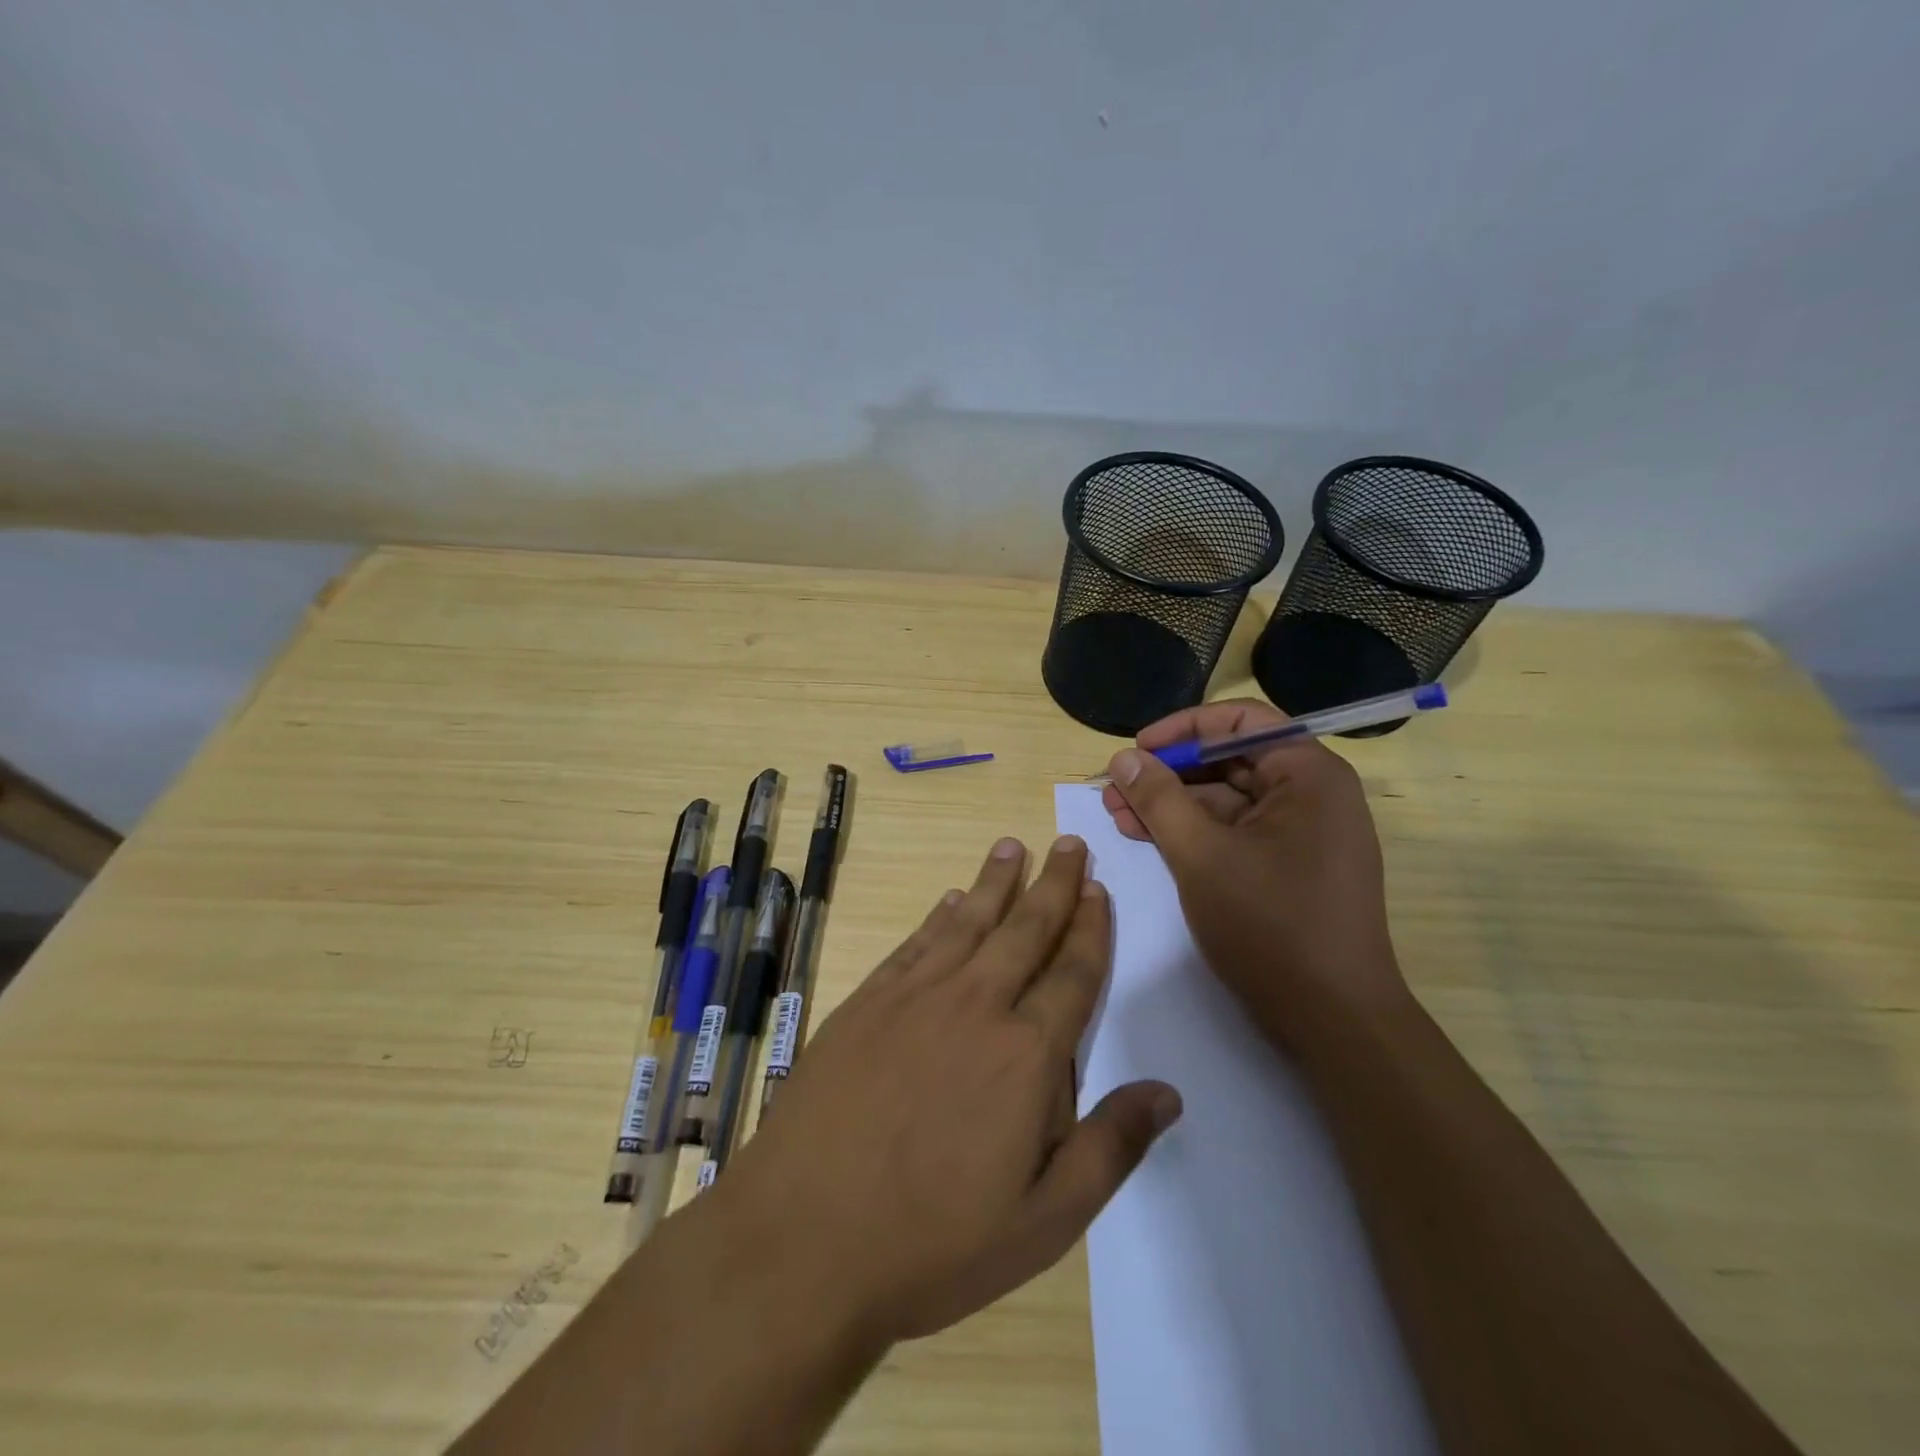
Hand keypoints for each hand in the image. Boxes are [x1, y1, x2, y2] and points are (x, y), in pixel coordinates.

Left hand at [719, 835, 1181, 1345]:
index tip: (1098, 888)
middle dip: (1053, 885)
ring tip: (1013, 846)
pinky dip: (939, 916)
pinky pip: (915, 944)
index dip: (1089, 928)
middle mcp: (975, 1007)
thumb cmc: (933, 1242)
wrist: (802, 1238)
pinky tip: (950, 899)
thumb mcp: (1043, 1222)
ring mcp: (915, 998)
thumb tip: (1168, 1092)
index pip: (1072, 974)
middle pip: (1025, 932)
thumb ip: (1110, 1148)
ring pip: (969, 923)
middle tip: (1068, 843)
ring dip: (995, 882)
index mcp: (1025, 1055)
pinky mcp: (867, 1003)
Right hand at [1100, 698, 1408, 1048]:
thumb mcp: (1201, 855)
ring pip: (1228, 800)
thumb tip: (1122, 758)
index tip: (1136, 749)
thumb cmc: (1270, 925)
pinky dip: (1194, 833)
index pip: (1241, 721)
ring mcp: (1304, 835)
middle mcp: (1313, 795)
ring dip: (1173, 805)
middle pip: (1231, 761)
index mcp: (1308, 775)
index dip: (1183, 729)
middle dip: (1168, 773)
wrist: (1333, 1021)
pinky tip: (1150, 839)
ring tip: (1118, 815)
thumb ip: (1158, 799)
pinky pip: (1236, 833)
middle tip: (1115, 789)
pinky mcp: (1291, 868)